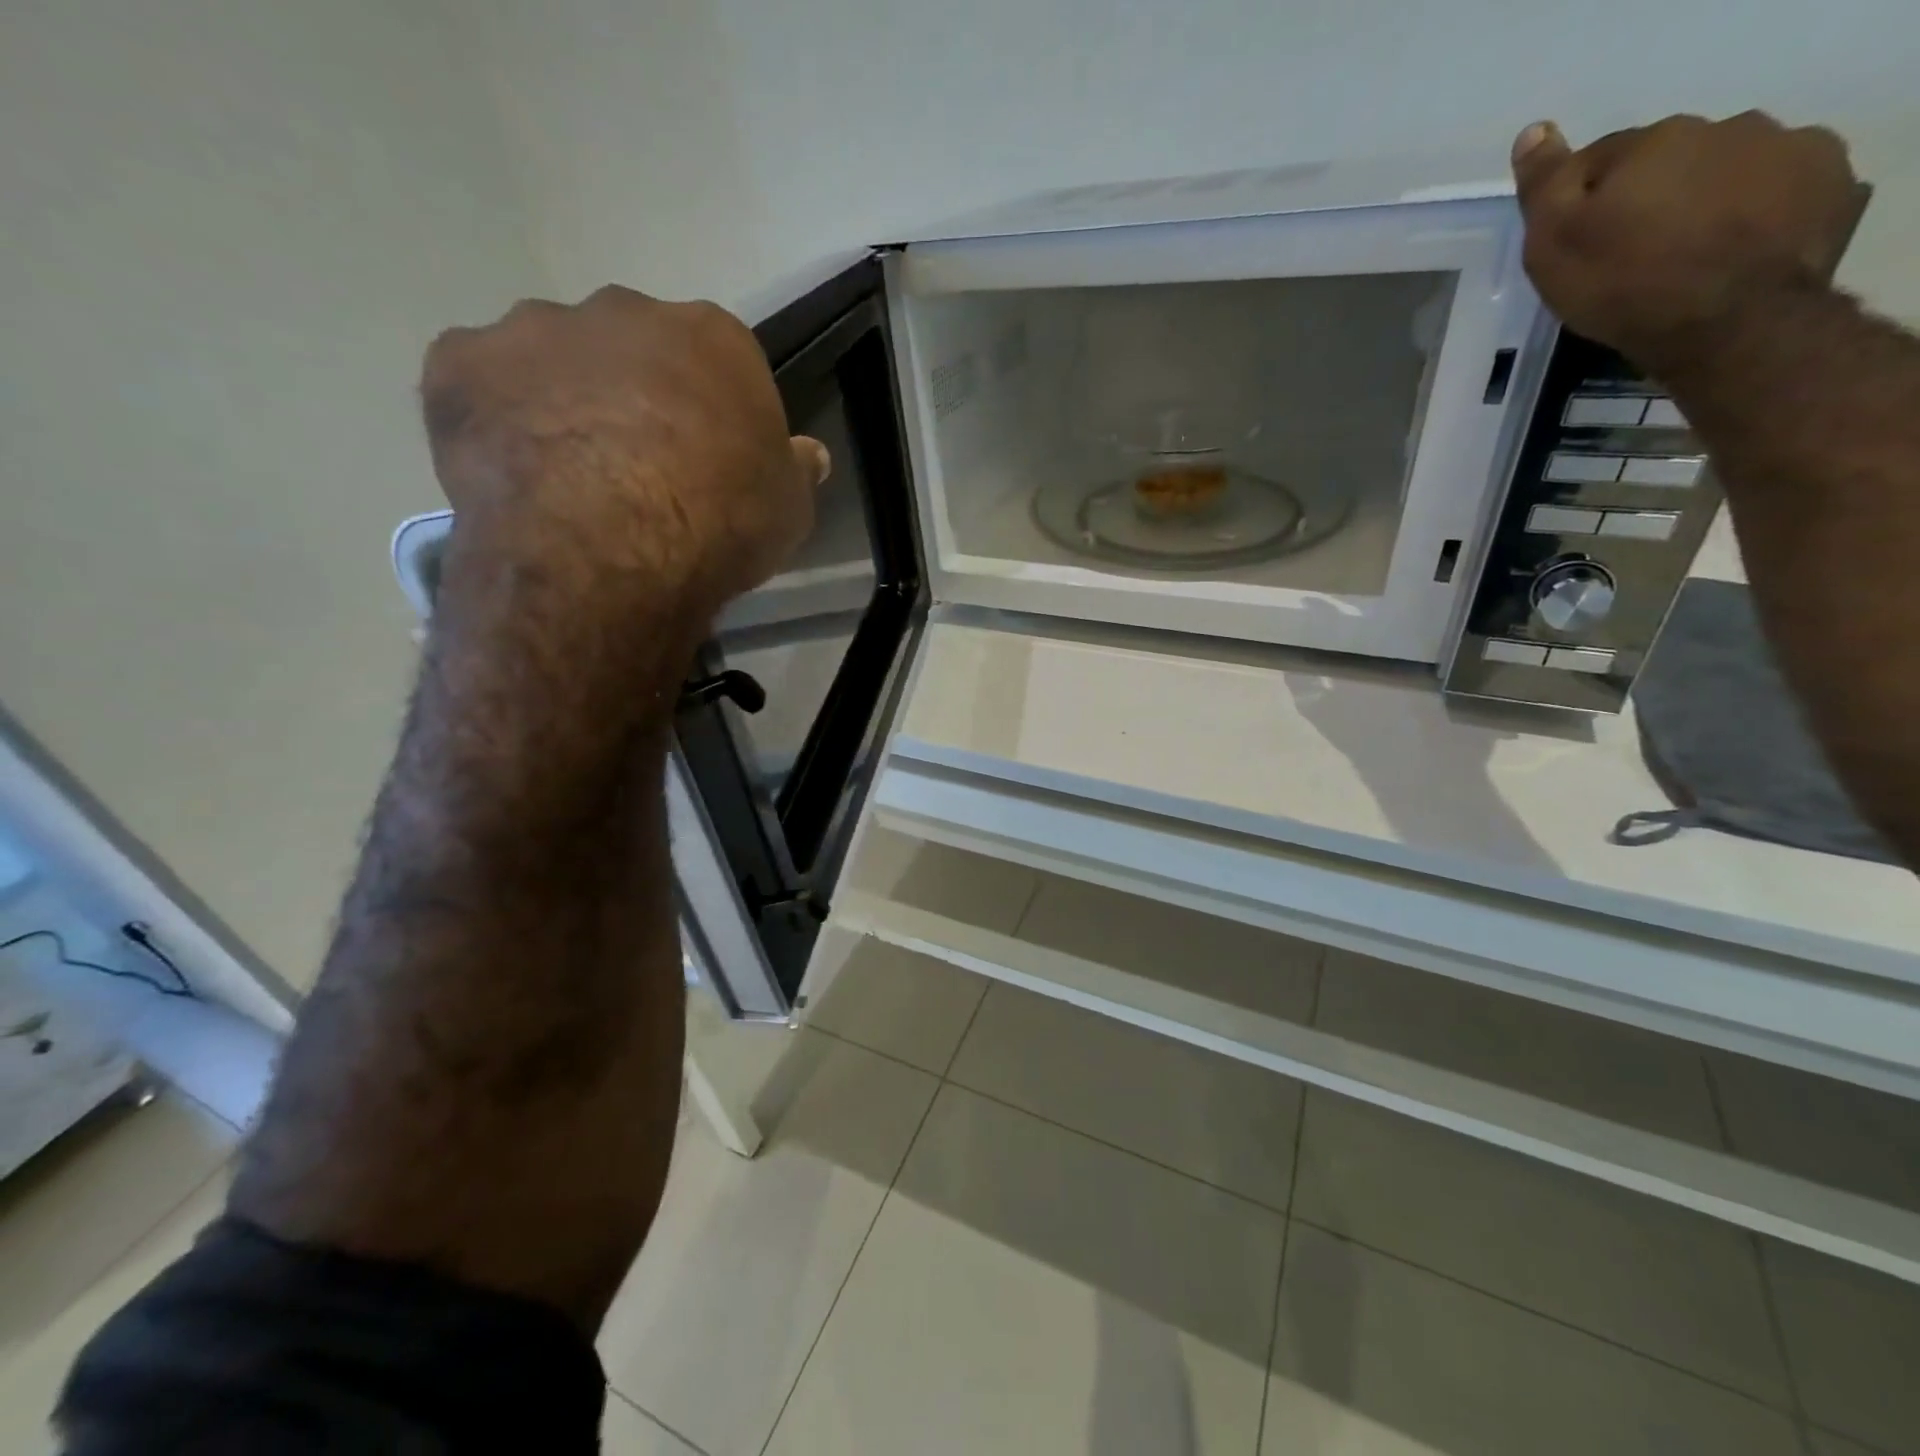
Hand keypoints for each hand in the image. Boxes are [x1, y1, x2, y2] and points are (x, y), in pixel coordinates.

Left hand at [419, 286, 828, 634]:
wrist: (614, 545)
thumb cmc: (721, 522)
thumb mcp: (789, 510)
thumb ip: (794, 471)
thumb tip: (808, 455)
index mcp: (712, 338)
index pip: (718, 363)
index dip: (713, 414)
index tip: (708, 463)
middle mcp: (625, 312)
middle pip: (632, 349)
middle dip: (634, 395)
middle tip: (636, 468)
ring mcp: (536, 330)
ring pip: (552, 359)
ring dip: (562, 400)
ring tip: (569, 476)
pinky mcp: (460, 362)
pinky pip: (479, 383)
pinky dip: (494, 417)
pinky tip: (510, 470)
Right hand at [1511, 112, 1864, 372]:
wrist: (1727, 321)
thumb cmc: (1622, 285)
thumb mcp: (1554, 245)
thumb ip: (1545, 185)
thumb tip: (1533, 132)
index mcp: (1654, 143)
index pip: (1601, 159)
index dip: (1581, 201)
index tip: (1575, 243)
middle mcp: (1726, 127)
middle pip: (1670, 161)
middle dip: (1649, 196)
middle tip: (1630, 255)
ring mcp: (1787, 149)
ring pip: (1727, 170)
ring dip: (1705, 200)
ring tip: (1685, 257)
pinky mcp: (1828, 183)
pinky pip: (1781, 190)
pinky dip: (1757, 212)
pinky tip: (1735, 252)